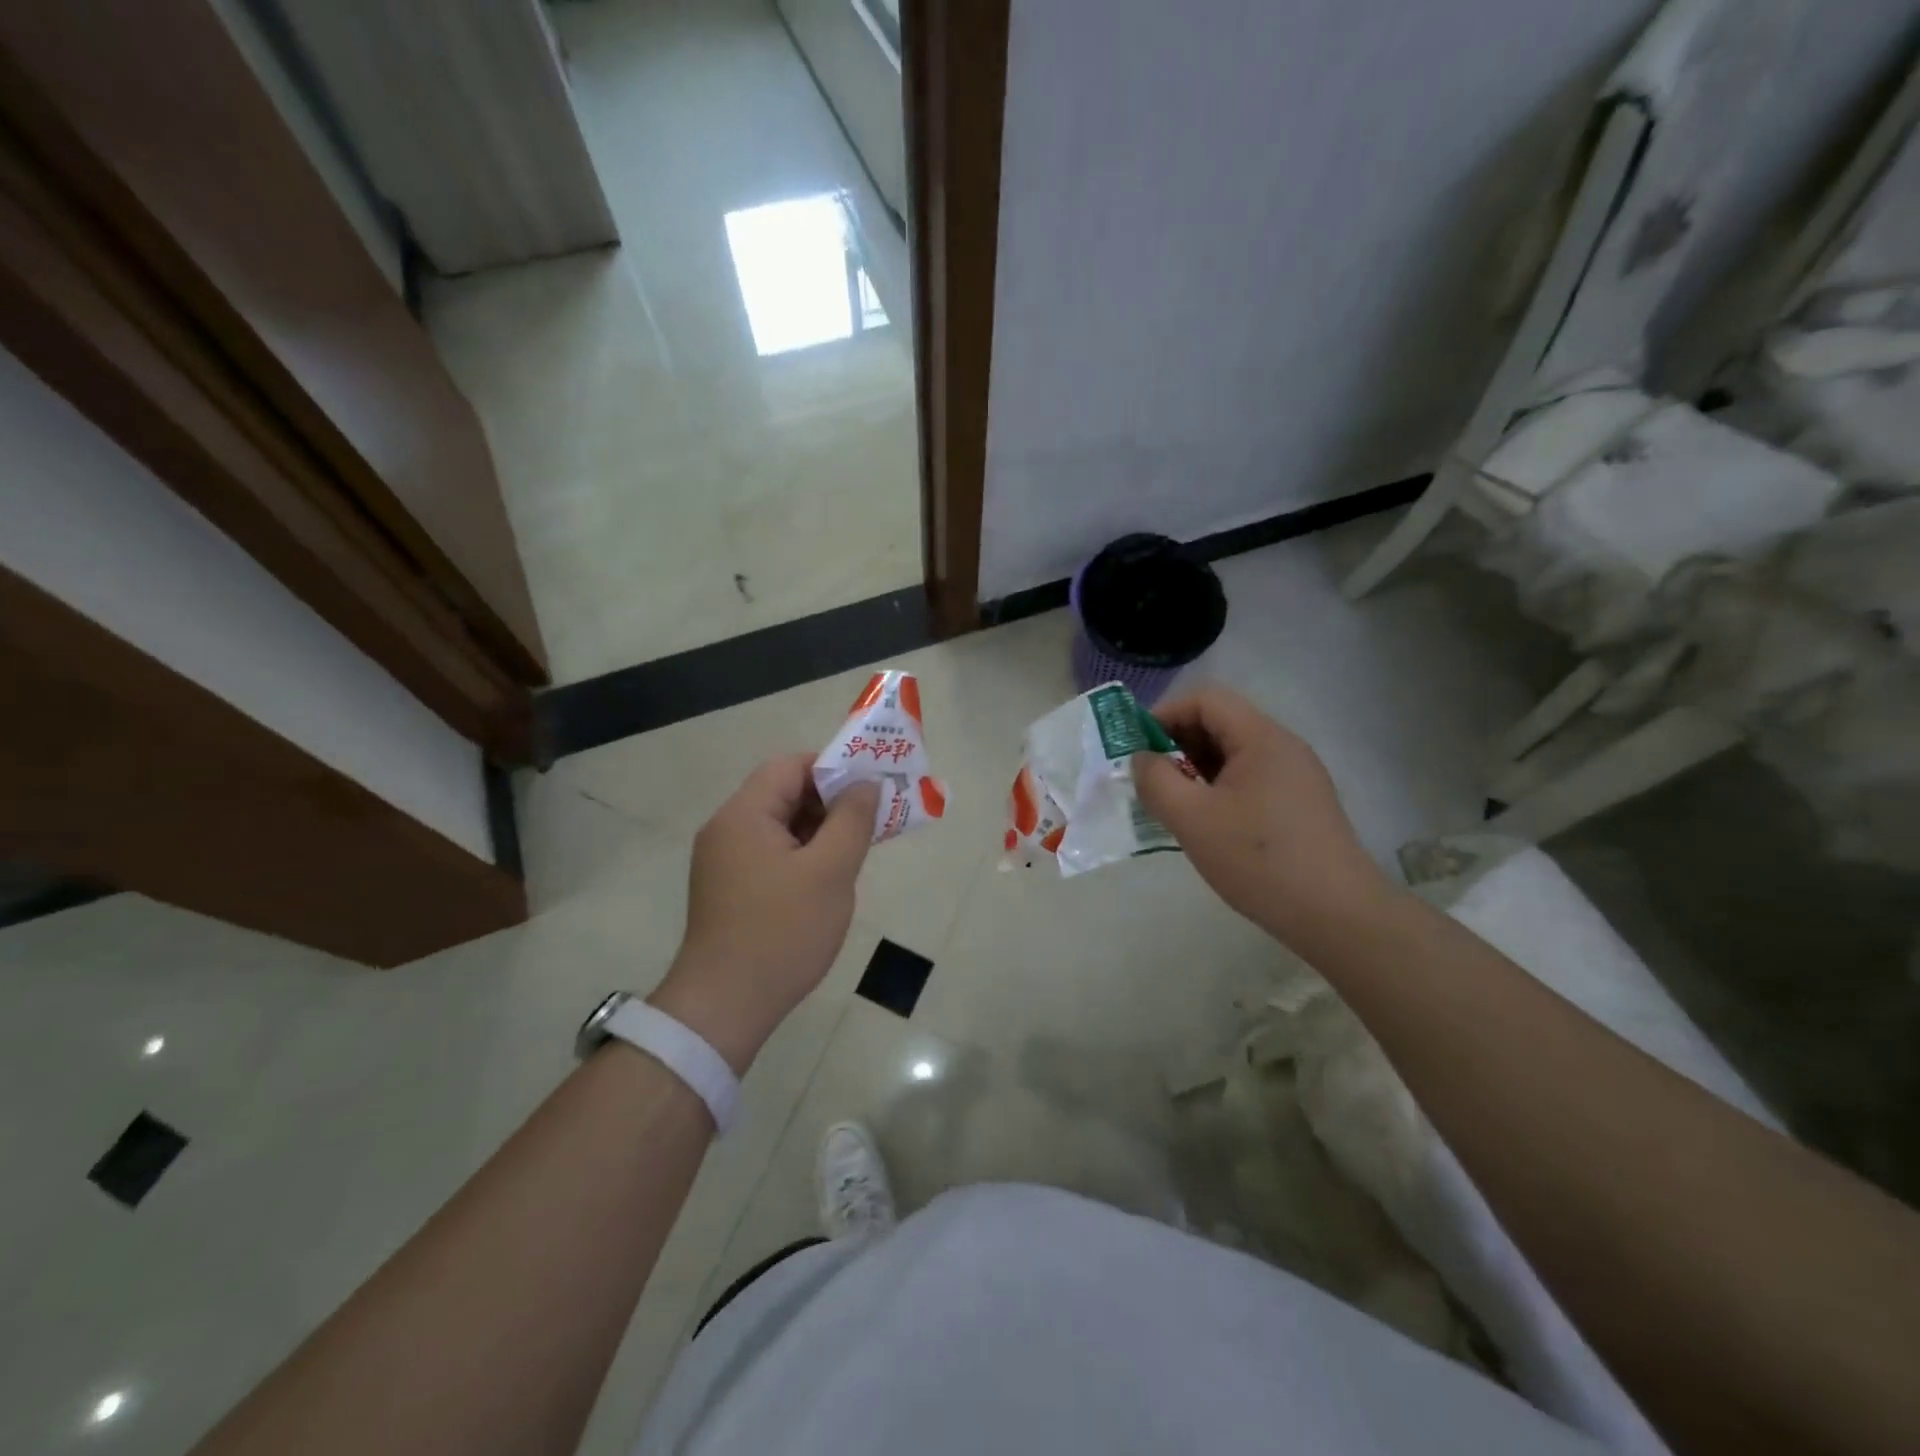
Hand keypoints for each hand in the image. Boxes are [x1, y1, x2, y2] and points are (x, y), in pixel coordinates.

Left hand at [649, 755, 878, 1071]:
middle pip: (783, 794)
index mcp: (744, 815)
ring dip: (819, 830)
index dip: (833, 768)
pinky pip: (771, 854)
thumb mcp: (830, 871)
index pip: (790, 766)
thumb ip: (852, 820)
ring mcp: (724, 862)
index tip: (870, 788)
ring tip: (857, 850)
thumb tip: (865, 784)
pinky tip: (828, 878)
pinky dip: (802, 855)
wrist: (725, 1008)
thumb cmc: (782, 932)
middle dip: (831, 801)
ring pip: (780, 827)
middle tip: (872, 820)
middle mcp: (727, 829)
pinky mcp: (729, 889)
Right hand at [1132, 685, 1391, 947]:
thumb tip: (1142, 758)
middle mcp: (1284, 746)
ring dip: (1196, 768)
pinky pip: (1250, 778)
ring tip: (1173, 804)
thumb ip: (1156, 780)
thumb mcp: (1192, 819)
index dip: (1165, 714)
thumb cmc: (1259, 860)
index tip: (1137, 748)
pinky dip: (1219, 788)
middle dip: (1177, 742)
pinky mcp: (1301, 804)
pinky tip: (1207, 823)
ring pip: (1234, 754)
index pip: (1205, 699)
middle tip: (1150, 779)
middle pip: (1221, 723)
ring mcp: (1297, 776)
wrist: (1337, 916)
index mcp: (1261, 738)